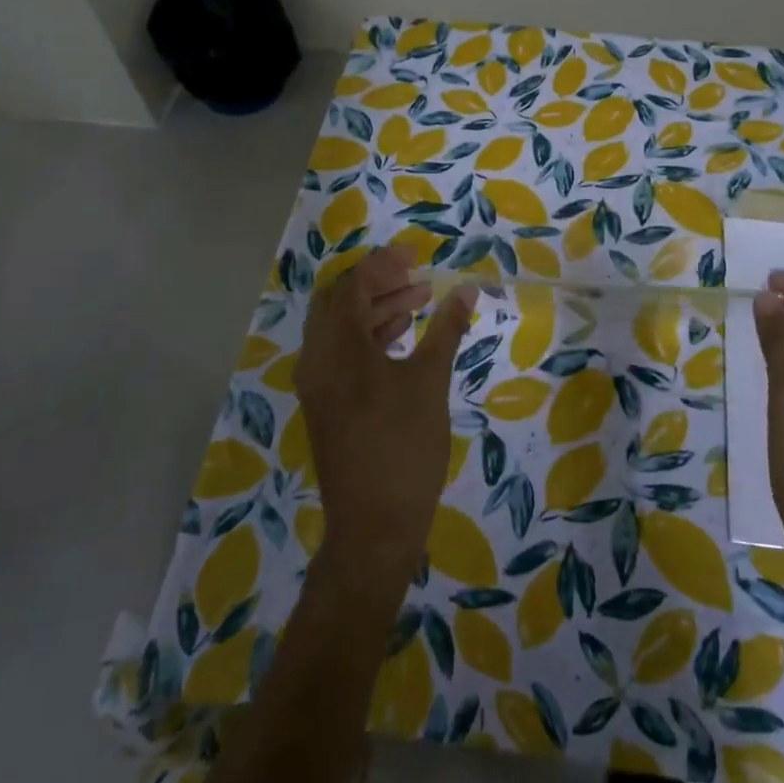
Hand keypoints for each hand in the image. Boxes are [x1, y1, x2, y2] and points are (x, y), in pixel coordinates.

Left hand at [295, 247, 476, 581]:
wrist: (375, 526)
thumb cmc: (405, 447)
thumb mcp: (431, 382)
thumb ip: (446, 330)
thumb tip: (466, 290)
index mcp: (338, 349)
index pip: (353, 286)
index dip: (383, 265)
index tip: (415, 255)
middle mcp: (317, 360)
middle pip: (339, 302)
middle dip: (377, 284)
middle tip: (416, 278)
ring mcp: (317, 384)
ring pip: (339, 329)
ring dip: (374, 310)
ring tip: (419, 303)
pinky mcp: (324, 404)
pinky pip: (339, 354)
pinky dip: (367, 337)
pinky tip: (401, 339)